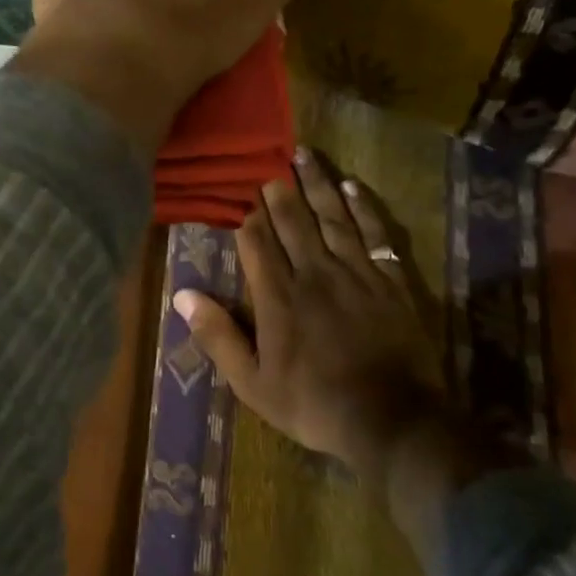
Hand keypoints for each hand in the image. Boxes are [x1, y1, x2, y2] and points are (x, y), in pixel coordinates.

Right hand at [174, 153, 521, 556]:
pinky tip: (352, 186)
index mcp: (278, 297)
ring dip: (316, 184)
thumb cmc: (314, 404)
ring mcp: (356, 273)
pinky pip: (374, 232)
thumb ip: (218, 336)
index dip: (246, 216)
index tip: (239, 193)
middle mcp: (314, 273)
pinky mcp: (390, 280)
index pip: (256, 243)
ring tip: (304, 154)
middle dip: (278, 190)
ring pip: (332, 217)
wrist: (392, 421)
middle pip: (292, 221)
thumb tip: (182, 295)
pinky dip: (363, 207)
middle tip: (268, 162)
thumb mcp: (252, 383)